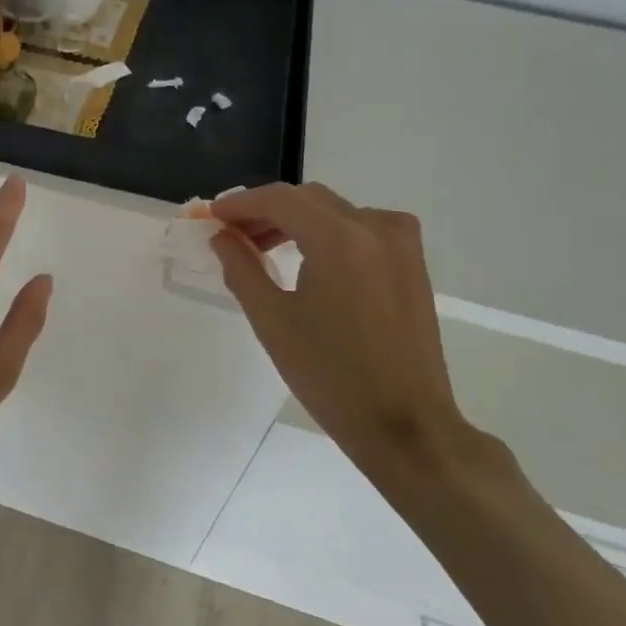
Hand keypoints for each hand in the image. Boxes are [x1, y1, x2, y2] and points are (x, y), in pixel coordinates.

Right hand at [210, 183, 472, 480]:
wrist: (404, 425)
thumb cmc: (330, 375)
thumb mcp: (272, 320)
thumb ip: (241, 268)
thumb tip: (222, 237)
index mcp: (339, 238)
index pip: (279, 200)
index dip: (240, 204)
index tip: (212, 217)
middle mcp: (374, 227)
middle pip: (308, 199)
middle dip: (266, 211)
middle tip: (232, 234)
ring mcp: (400, 243)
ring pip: (336, 210)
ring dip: (297, 220)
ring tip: (264, 247)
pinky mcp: (413, 263)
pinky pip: (363, 227)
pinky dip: (330, 231)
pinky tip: (312, 257)